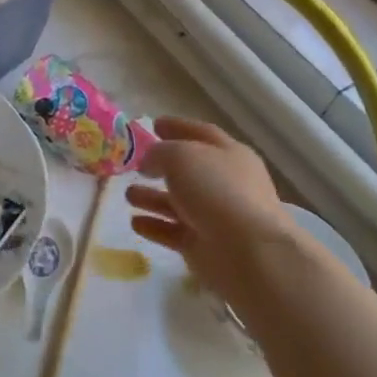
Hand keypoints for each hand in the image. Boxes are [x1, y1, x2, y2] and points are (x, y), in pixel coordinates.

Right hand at [125, 117, 301, 295]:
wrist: (247, 253)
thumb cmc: (216, 191)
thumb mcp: (181, 156)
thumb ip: (159, 153)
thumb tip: (149, 162)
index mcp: (229, 154)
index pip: (201, 134)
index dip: (178, 127)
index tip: (154, 124)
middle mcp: (225, 183)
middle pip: (189, 170)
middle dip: (162, 166)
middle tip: (136, 163)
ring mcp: (214, 216)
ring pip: (177, 203)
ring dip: (152, 198)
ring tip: (128, 194)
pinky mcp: (203, 246)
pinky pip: (173, 231)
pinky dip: (154, 226)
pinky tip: (135, 223)